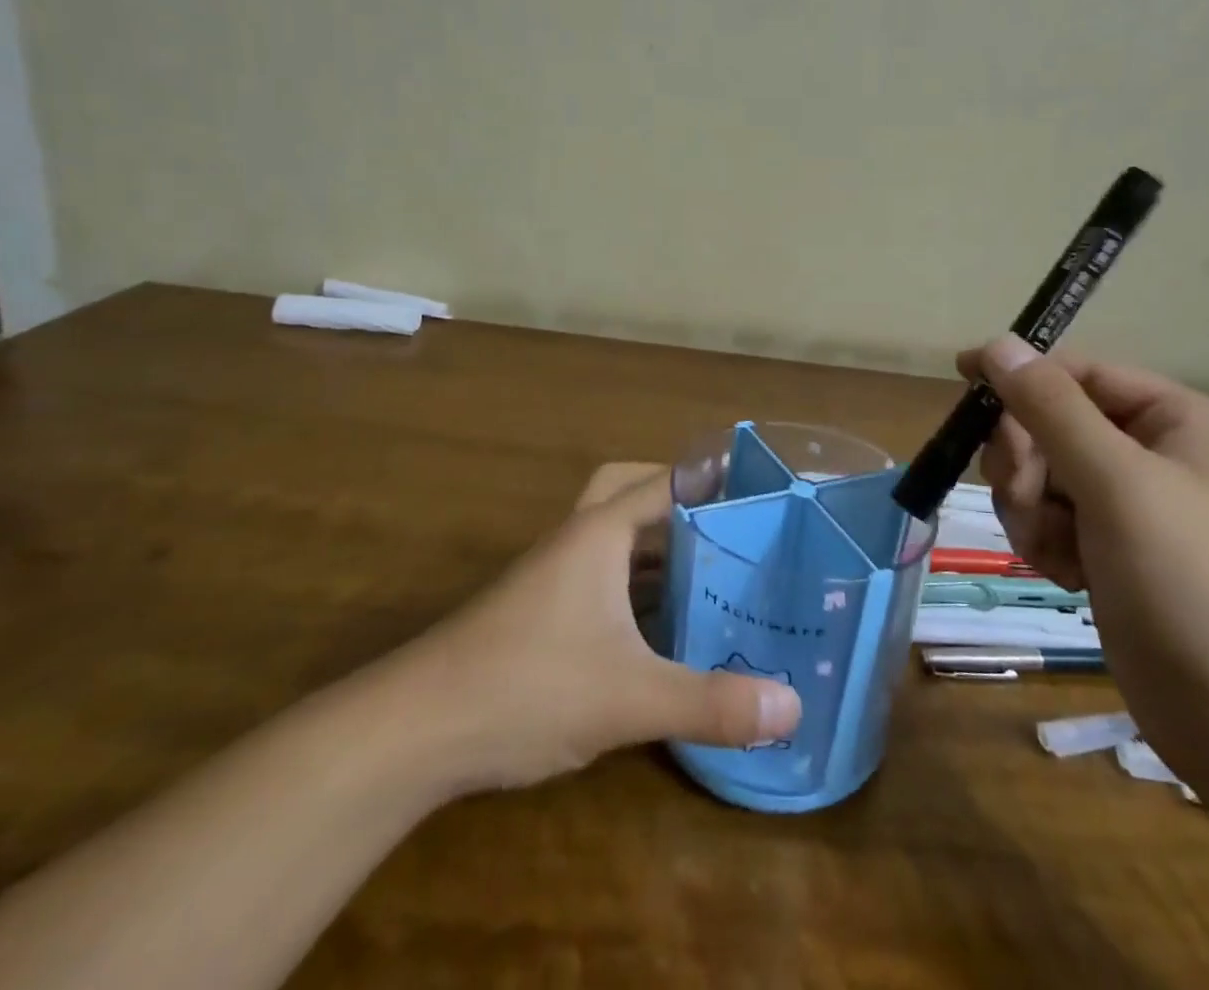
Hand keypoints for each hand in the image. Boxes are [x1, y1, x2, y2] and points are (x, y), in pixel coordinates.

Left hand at [398, 468, 802, 792]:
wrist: (415, 730)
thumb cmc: (527, 687)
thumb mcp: (629, 698)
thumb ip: (711, 703)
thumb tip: (793, 709)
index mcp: (598, 533)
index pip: (665, 482)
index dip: (712, 479)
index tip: (759, 486)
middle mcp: (576, 540)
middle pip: (629, 490)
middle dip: (675, 497)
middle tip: (725, 523)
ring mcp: (553, 575)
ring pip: (613, 536)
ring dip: (656, 543)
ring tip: (711, 567)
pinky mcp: (539, 610)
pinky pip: (600, 575)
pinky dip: (634, 582)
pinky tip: (660, 623)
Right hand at [960, 336, 1208, 781]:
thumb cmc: (1192, 587)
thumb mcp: (1117, 484)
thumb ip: (1051, 408)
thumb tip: (999, 343)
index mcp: (1181, 422)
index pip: (1081, 374)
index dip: (1022, 376)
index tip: (964, 383)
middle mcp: (1161, 456)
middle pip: (1055, 426)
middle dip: (1027, 462)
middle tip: (1023, 497)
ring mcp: (1139, 508)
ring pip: (1046, 477)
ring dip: (1030, 508)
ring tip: (1052, 551)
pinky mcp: (1117, 553)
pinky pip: (1054, 520)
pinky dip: (1046, 542)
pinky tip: (1066, 577)